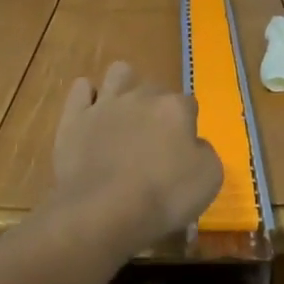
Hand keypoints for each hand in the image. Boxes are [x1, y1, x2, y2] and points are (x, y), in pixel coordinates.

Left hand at [47, 61, 222, 257]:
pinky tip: (91, 113)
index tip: (181, 152)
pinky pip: (81, 88)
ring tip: (123, 114)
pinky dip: (88, 96)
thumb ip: (205, 153)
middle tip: (153, 141)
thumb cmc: (163, 197)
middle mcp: (142, 96)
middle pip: (155, 90)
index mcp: (176, 109)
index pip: (189, 105)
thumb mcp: (209, 180)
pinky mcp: (75, 117)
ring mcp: (106, 104)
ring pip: (119, 72)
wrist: (102, 211)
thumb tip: (194, 146)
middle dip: (156, 108)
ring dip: (124, 86)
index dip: (186, 127)